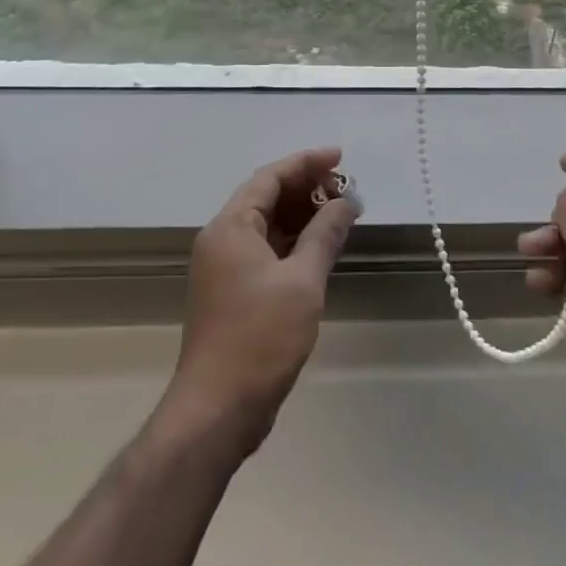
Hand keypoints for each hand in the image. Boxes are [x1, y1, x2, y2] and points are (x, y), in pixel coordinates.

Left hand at [166, 147, 359, 452]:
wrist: (218, 408)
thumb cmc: (260, 337)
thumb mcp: (302, 282)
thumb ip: (325, 235)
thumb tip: (347, 201)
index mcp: (231, 227)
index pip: (270, 177)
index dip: (306, 162)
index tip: (340, 157)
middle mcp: (223, 239)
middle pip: (266, 197)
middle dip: (307, 188)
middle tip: (347, 188)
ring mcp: (226, 267)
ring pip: (267, 225)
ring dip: (302, 215)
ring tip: (341, 212)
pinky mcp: (233, 292)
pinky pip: (266, 250)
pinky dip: (294, 242)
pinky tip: (321, 245)